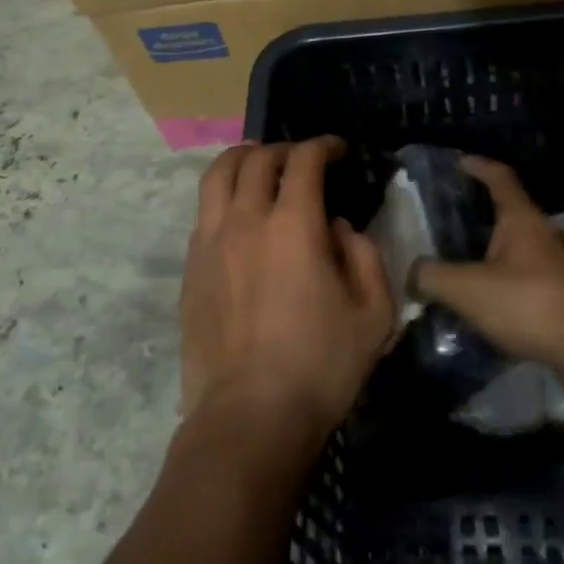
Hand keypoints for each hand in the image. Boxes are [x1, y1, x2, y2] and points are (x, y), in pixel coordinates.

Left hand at [180, 139, 395, 448]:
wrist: (249, 417)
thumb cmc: (320, 367)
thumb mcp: (373, 314)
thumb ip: (364, 256)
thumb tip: (338, 227)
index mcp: (294, 225)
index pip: (304, 160)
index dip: (322, 146)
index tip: (336, 150)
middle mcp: (246, 220)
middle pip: (256, 159)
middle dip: (283, 149)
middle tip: (301, 159)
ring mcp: (210, 242)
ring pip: (217, 175)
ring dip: (241, 159)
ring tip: (257, 163)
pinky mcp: (190, 268)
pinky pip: (204, 212)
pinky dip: (223, 196)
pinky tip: (236, 213)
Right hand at [411, 156, 563, 375]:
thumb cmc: (529, 304)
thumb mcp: (467, 289)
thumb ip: (432, 277)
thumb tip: (411, 273)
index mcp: (522, 219)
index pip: (500, 177)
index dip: (479, 166)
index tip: (460, 162)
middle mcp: (544, 234)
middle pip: (512, 212)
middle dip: (484, 213)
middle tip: (453, 221)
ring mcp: (560, 266)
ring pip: (522, 248)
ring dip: (497, 252)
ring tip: (467, 265)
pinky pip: (530, 278)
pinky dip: (509, 282)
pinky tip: (491, 303)